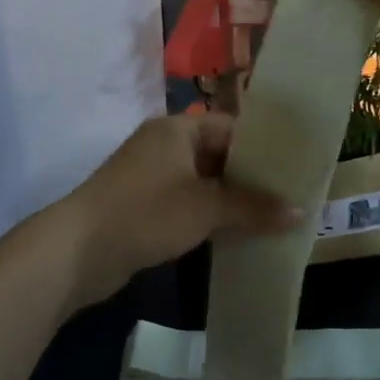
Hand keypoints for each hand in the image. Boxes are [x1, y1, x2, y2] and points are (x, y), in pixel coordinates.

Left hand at [62, 113, 299, 304]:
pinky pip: (186, 203)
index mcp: (176, 130)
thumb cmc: (147, 213)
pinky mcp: (142, 206)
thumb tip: (301, 212)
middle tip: (289, 198)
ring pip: (202, 182)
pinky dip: (208, 215)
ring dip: (230, 200)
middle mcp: (163, 145)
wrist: (78, 250)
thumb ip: (254, 207)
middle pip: (218, 155)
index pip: (231, 128)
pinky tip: (234, 234)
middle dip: (250, 179)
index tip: (294, 169)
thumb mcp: (206, 208)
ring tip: (271, 218)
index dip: (263, 148)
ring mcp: (150, 177)